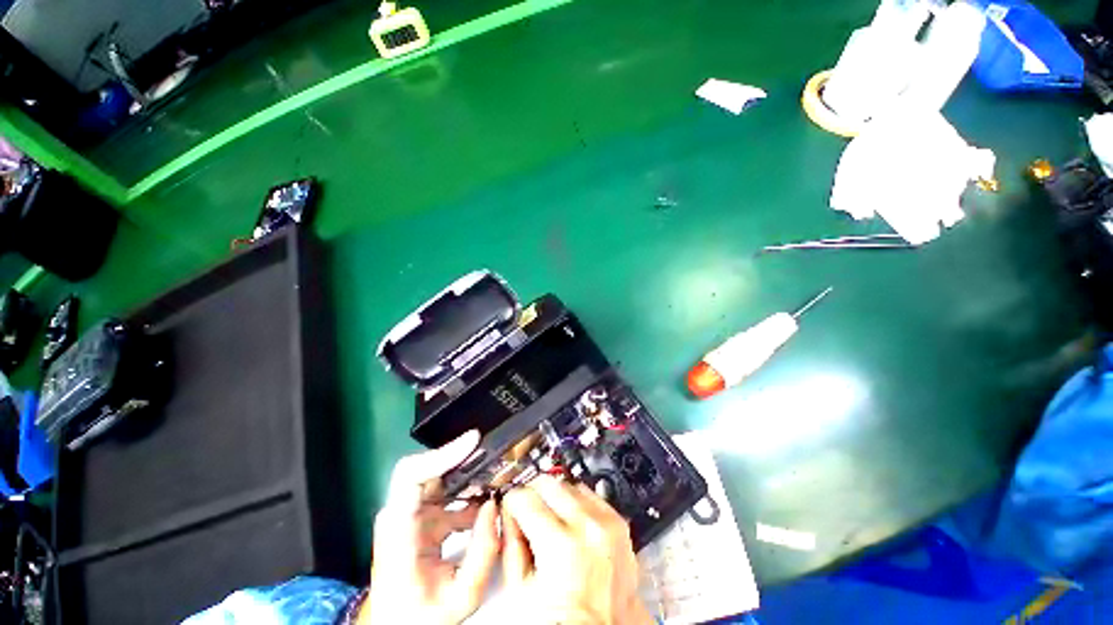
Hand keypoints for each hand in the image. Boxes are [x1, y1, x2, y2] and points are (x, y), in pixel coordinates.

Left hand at [360, 431, 499, 624]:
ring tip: (494, 474)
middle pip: (427, 468)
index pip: (410, 476)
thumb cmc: (422, 616)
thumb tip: (492, 506)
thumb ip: (483, 552)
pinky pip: (446, 492)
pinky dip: (467, 490)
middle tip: (492, 455)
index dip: (442, 453)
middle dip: (461, 458)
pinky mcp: (419, 516)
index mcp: (399, 533)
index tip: (473, 442)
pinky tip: (485, 499)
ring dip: (467, 472)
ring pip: (439, 477)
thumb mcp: (462, 597)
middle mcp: (399, 515)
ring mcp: (408, 514)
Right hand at [501, 475, 653, 624]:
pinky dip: (577, 502)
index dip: (512, 502)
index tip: (511, 508)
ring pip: (569, 485)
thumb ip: (510, 543)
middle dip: (533, 494)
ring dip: (556, 497)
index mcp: (560, 545)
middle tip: (528, 510)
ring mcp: (606, 523)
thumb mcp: (521, 588)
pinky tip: (571, 521)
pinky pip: (591, 495)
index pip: (524, 497)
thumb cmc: (563, 620)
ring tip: (551, 520)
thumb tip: (508, 512)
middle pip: (548, 483)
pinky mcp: (618, 522)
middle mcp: (587, 527)